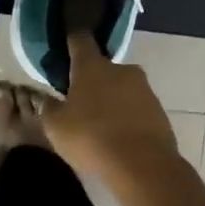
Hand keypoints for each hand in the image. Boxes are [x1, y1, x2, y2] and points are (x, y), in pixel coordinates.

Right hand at [42, 32, 180, 188]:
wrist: (143, 165)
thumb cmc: (91, 137)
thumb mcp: (56, 126)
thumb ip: (48, 107)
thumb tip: (45, 98)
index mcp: (92, 66)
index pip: (80, 40)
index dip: (72, 41)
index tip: (65, 47)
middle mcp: (121, 69)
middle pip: (103, 67)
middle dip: (92, 80)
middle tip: (80, 101)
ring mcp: (144, 89)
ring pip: (121, 87)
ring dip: (111, 99)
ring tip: (100, 124)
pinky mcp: (159, 110)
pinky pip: (137, 107)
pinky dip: (127, 116)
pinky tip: (119, 136)